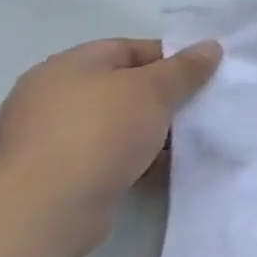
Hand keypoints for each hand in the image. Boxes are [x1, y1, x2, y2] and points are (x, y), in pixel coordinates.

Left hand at [0, 38, 221, 256]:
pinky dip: (134, 157)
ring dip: (151, 130)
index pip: (129, 48)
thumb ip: (185, 67)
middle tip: (199, 107)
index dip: (170, 58)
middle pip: (123, 86)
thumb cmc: (100, 132)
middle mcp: (51, 96)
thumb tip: (210, 46)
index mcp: (67, 66)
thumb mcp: (154, 90)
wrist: (47, 209)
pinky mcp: (55, 173)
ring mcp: (49, 137)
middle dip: (163, 97)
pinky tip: (162, 166)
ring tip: (187, 140)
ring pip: (117, 123)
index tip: (204, 75)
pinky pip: (106, 154)